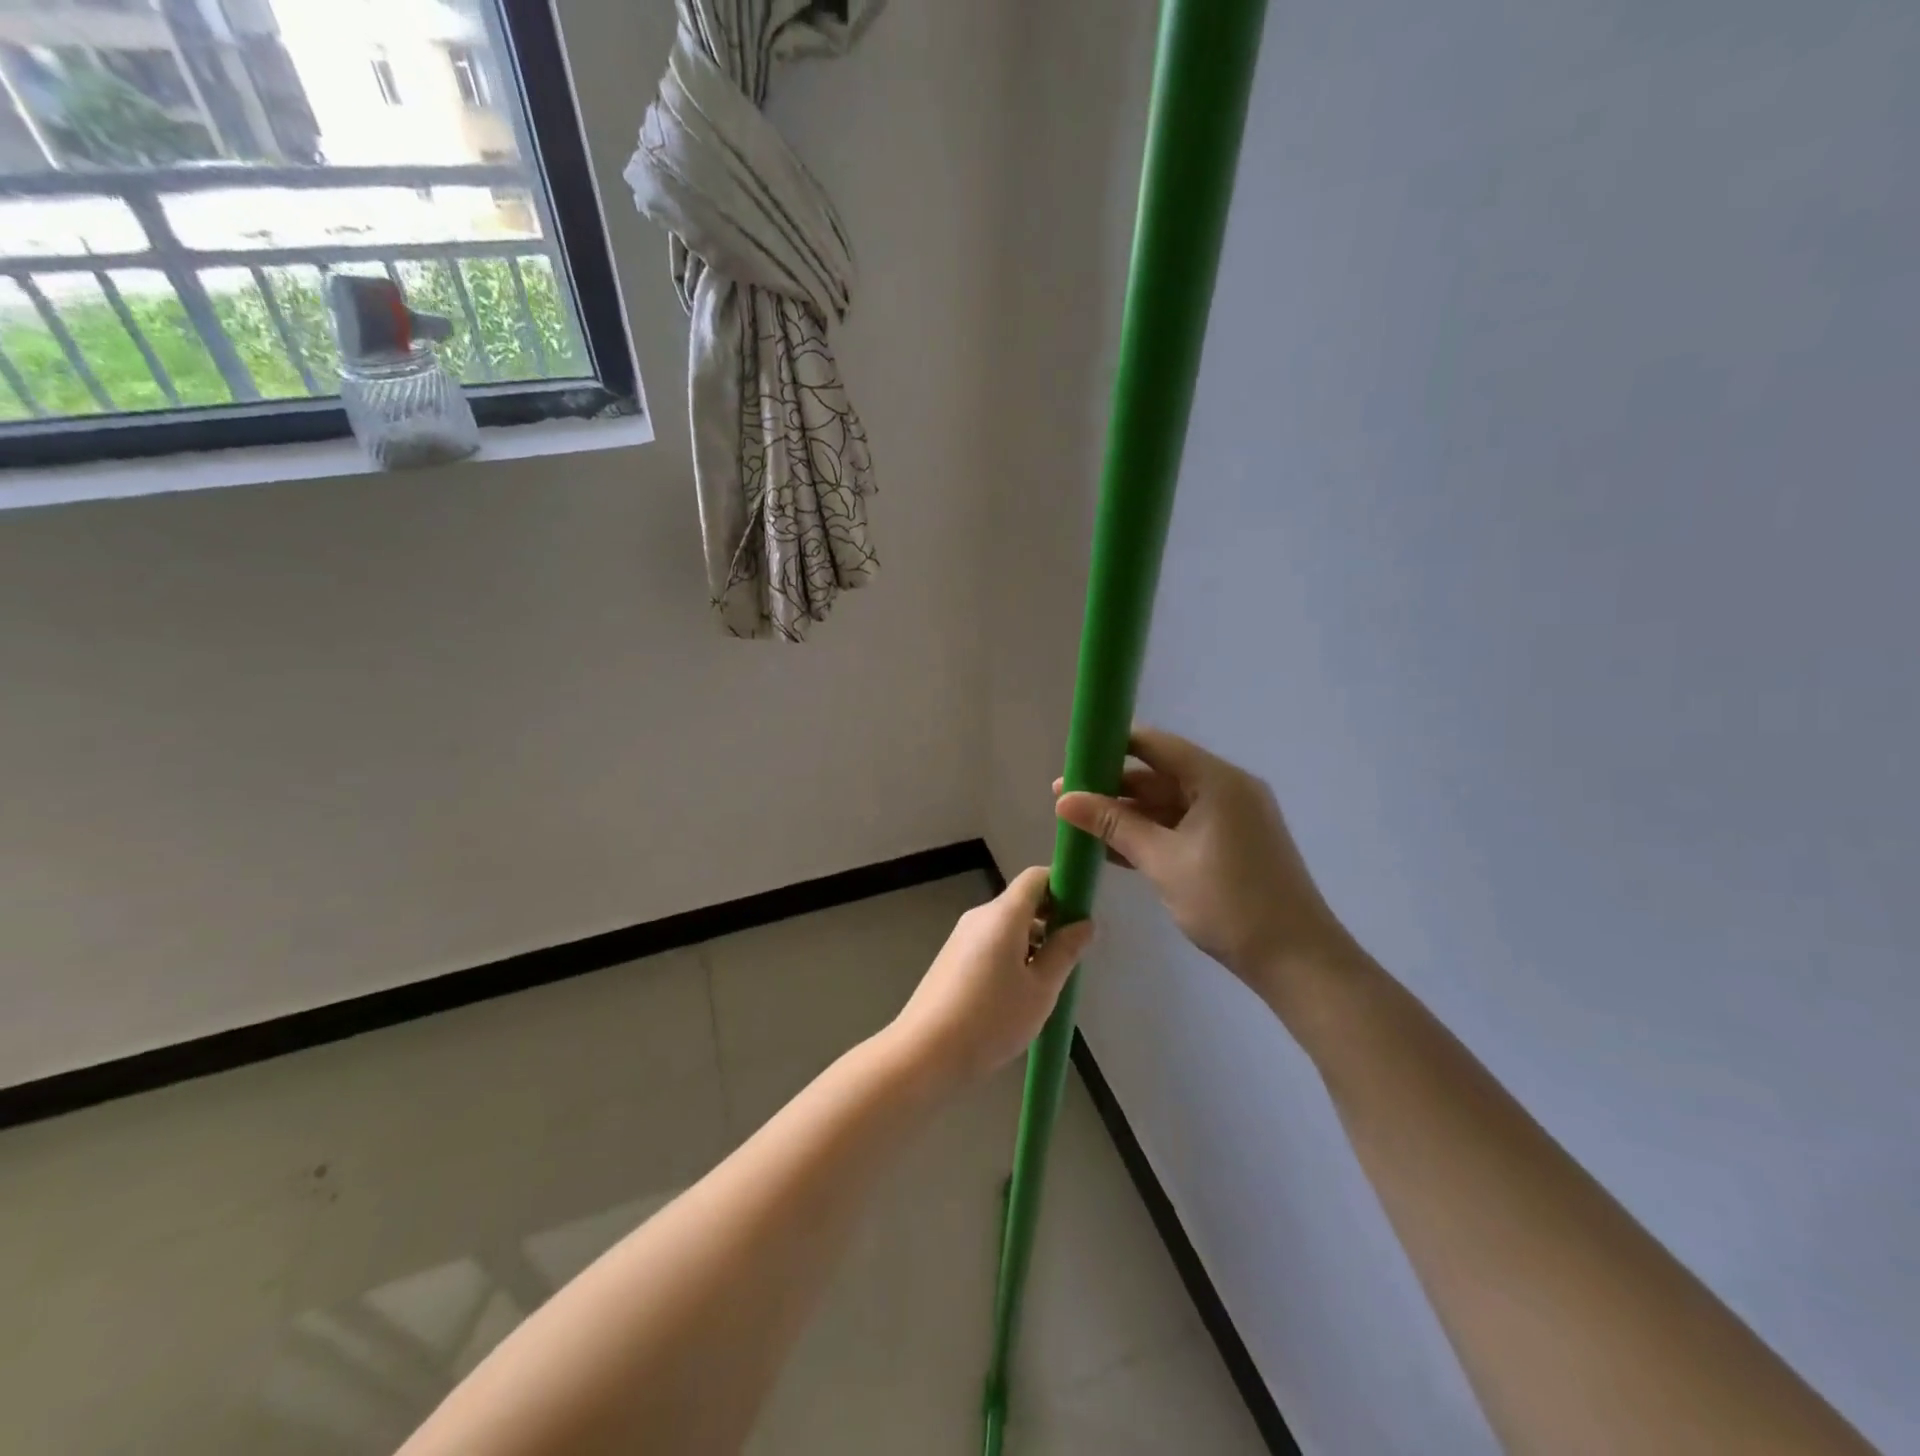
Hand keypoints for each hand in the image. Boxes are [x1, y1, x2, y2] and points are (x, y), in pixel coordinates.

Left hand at [889, 867, 1093, 1085]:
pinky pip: (990, 943)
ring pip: (1006, 926)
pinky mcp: (952, 959)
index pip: (1036, 877)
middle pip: (1022, 902)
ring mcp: (962, 937)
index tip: (1081, 914)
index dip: (1063, 886)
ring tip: (1048, 983)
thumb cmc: (990, 1019)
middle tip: (1071, 957)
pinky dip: (1011, 956)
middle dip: (1051, 920)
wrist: (924, 1053)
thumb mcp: (1040, 989)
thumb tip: (1085, 923)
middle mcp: (980, 916)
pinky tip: (1017, 994)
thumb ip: (1064, 952)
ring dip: (1032, 942)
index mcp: (1002, 915)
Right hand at [1054, 727, 1357, 1004]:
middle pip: (1159, 774)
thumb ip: (1113, 825)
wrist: (1296, 960)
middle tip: (1065, 799)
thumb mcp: (1163, 860)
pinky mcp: (1231, 845)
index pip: (1155, 745)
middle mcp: (1226, 790)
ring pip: (1168, 805)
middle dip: (1112, 787)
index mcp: (1217, 780)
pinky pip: (1181, 827)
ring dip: (1127, 815)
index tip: (1073, 757)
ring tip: (1080, 825)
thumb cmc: (1229, 902)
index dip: (1112, 745)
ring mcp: (1231, 819)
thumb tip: (1063, 800)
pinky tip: (1112, 849)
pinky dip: (1150, 834)